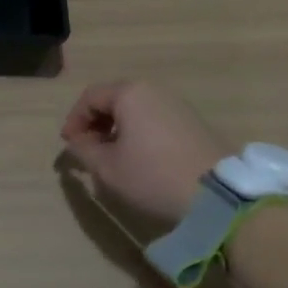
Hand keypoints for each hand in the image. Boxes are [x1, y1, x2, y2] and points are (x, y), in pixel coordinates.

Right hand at [61, 80, 226, 220]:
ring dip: (117, 129)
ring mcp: (178, 105)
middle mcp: (155, 91)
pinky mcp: (194, 123)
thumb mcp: (108, 168)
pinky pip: (155, 119)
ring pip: (136, 110)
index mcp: (130, 93)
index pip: (90, 97)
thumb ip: (84, 150)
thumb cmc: (153, 176)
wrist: (218, 196)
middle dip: (95, 123)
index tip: (68, 145)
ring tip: (112, 156)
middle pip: (114, 99)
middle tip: (87, 149)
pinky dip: (139, 133)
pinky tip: (139, 158)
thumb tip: (77, 142)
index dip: (74, 119)